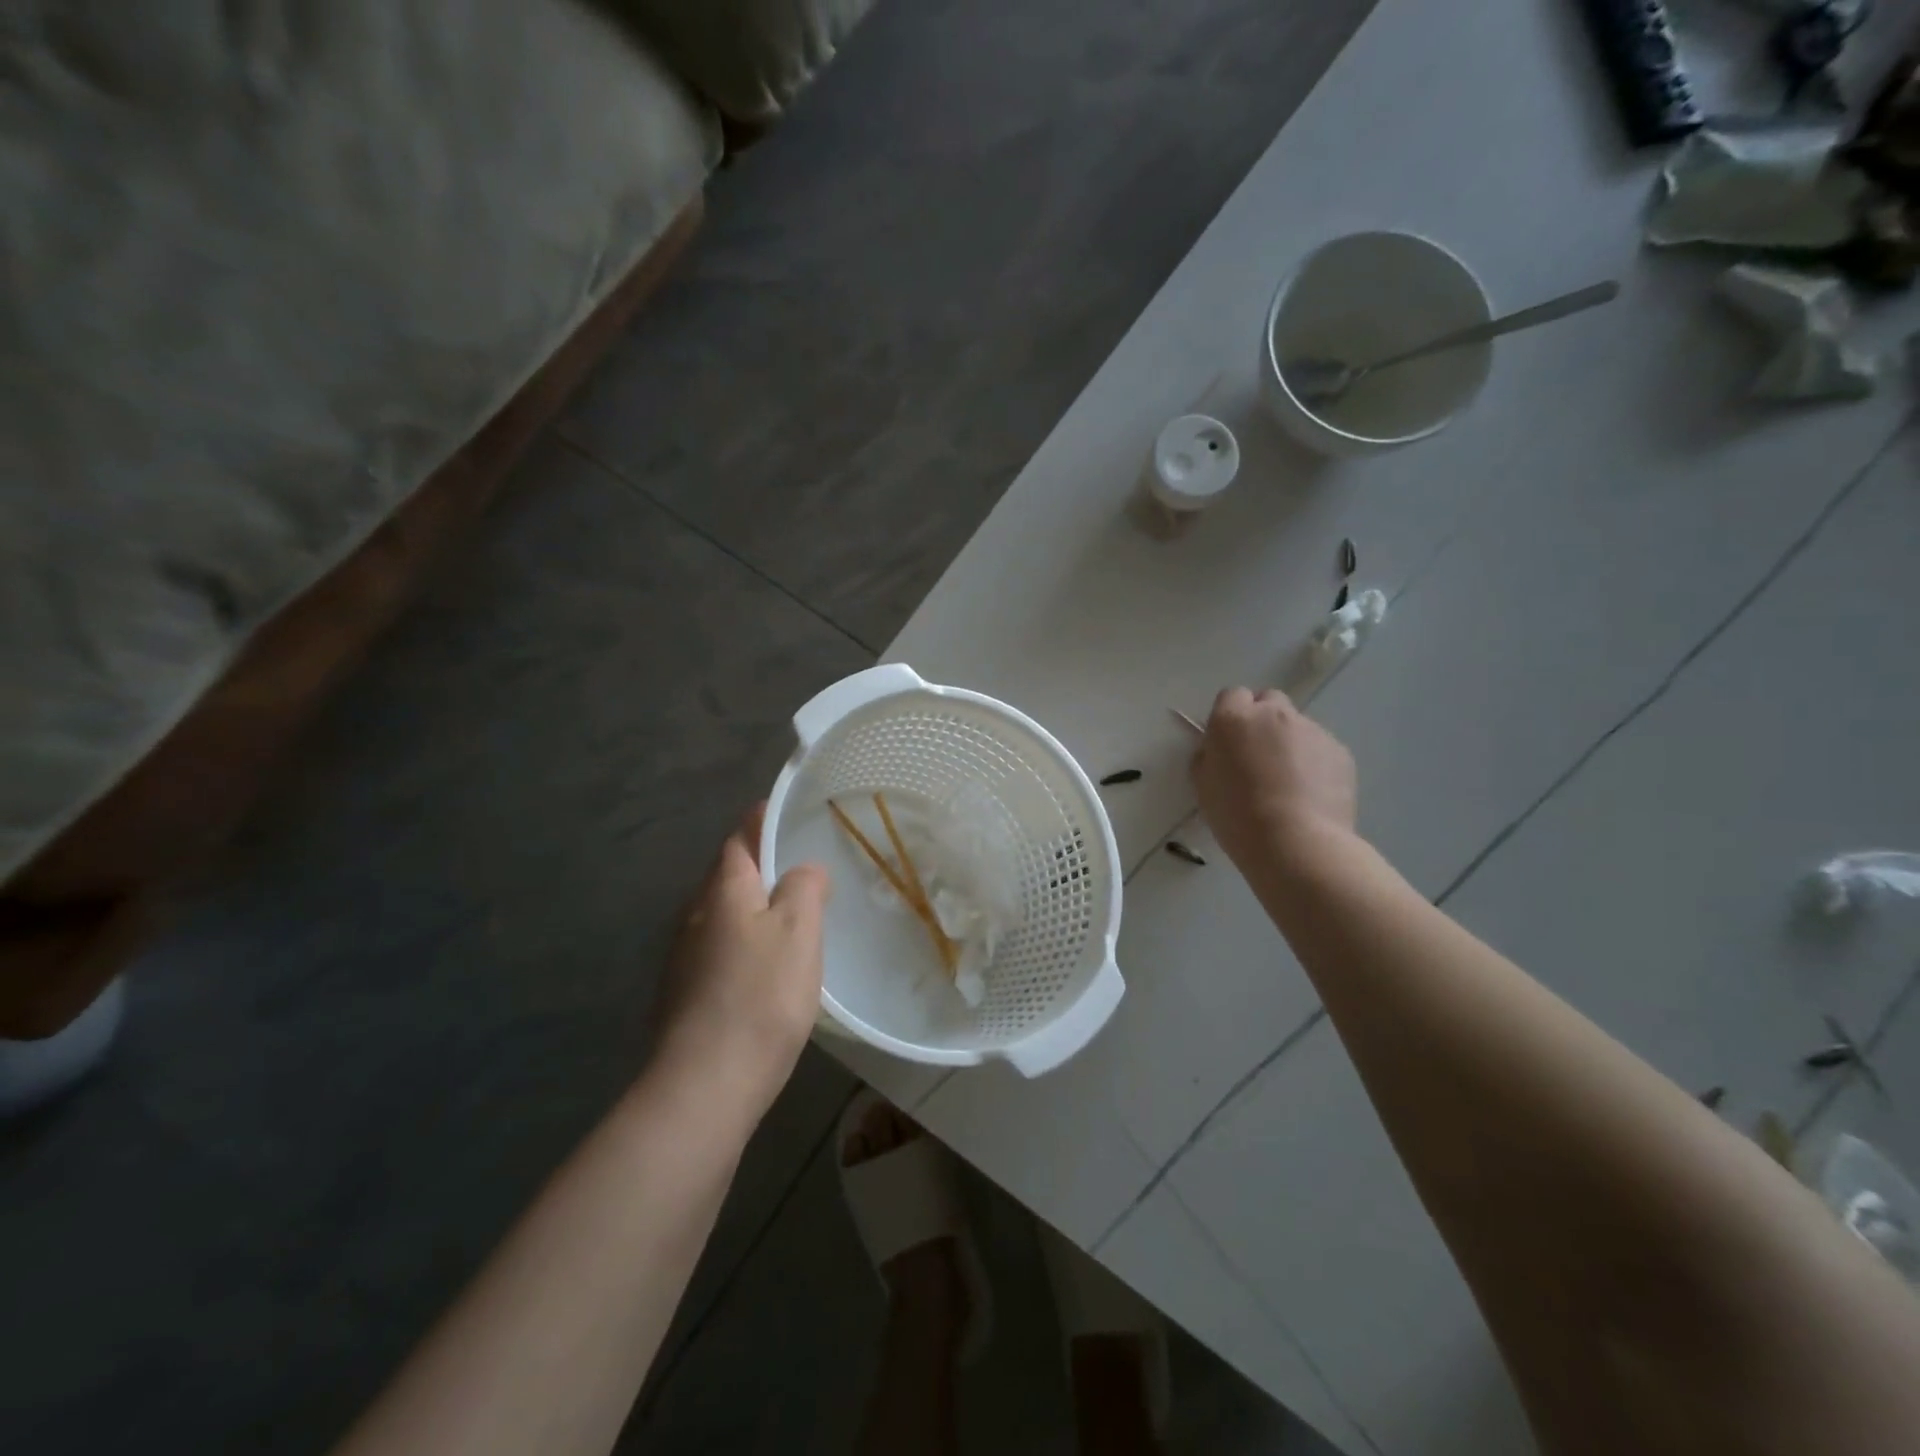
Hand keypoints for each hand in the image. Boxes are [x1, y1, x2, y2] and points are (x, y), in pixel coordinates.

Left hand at [653, 805, 830, 1116]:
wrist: (705, 1085)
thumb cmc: (761, 997)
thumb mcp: (799, 931)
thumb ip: (803, 888)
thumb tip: (803, 869)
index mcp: (723, 891)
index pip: (741, 838)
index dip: (763, 821)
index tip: (788, 814)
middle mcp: (695, 915)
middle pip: (729, 876)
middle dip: (761, 867)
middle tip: (803, 870)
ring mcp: (683, 957)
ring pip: (724, 915)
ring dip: (753, 909)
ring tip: (792, 919)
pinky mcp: (683, 994)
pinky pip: (719, 950)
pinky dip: (744, 945)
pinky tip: (765, 970)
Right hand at [1191, 687, 1357, 874]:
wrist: (1296, 843)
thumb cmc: (1237, 816)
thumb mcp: (1203, 786)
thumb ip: (1209, 757)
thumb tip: (1218, 750)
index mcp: (1233, 719)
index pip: (1231, 695)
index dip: (1230, 716)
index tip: (1228, 742)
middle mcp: (1274, 714)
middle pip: (1269, 700)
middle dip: (1263, 719)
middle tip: (1258, 756)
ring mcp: (1312, 729)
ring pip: (1297, 725)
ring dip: (1290, 743)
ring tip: (1289, 783)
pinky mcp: (1340, 751)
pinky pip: (1321, 748)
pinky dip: (1315, 763)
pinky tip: (1310, 794)